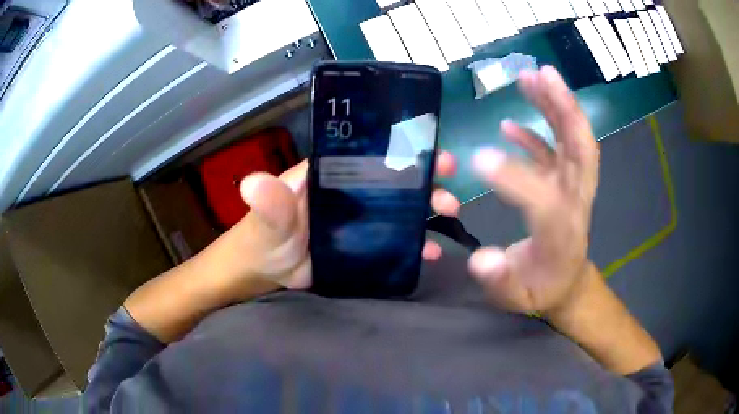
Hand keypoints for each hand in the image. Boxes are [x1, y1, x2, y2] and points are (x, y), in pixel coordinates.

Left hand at [233, 153, 459, 290]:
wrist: (267, 272)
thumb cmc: (263, 237)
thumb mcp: (267, 219)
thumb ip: (269, 204)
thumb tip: (254, 182)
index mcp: (332, 173)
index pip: (372, 153)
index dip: (403, 148)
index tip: (432, 149)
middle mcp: (351, 191)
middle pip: (396, 178)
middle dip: (426, 176)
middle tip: (450, 180)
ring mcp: (361, 219)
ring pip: (402, 208)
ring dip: (428, 208)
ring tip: (449, 213)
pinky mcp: (365, 246)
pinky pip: (396, 241)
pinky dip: (416, 243)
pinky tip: (430, 252)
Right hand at [468, 66, 599, 314]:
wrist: (567, 284)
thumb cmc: (540, 289)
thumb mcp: (516, 297)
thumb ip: (500, 280)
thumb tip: (480, 260)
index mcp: (562, 234)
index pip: (545, 199)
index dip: (515, 178)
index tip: (479, 160)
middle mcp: (574, 203)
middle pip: (582, 150)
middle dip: (565, 109)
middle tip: (541, 74)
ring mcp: (573, 188)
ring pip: (574, 140)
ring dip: (557, 105)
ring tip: (531, 75)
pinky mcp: (565, 182)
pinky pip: (558, 150)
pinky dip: (540, 130)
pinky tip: (510, 123)